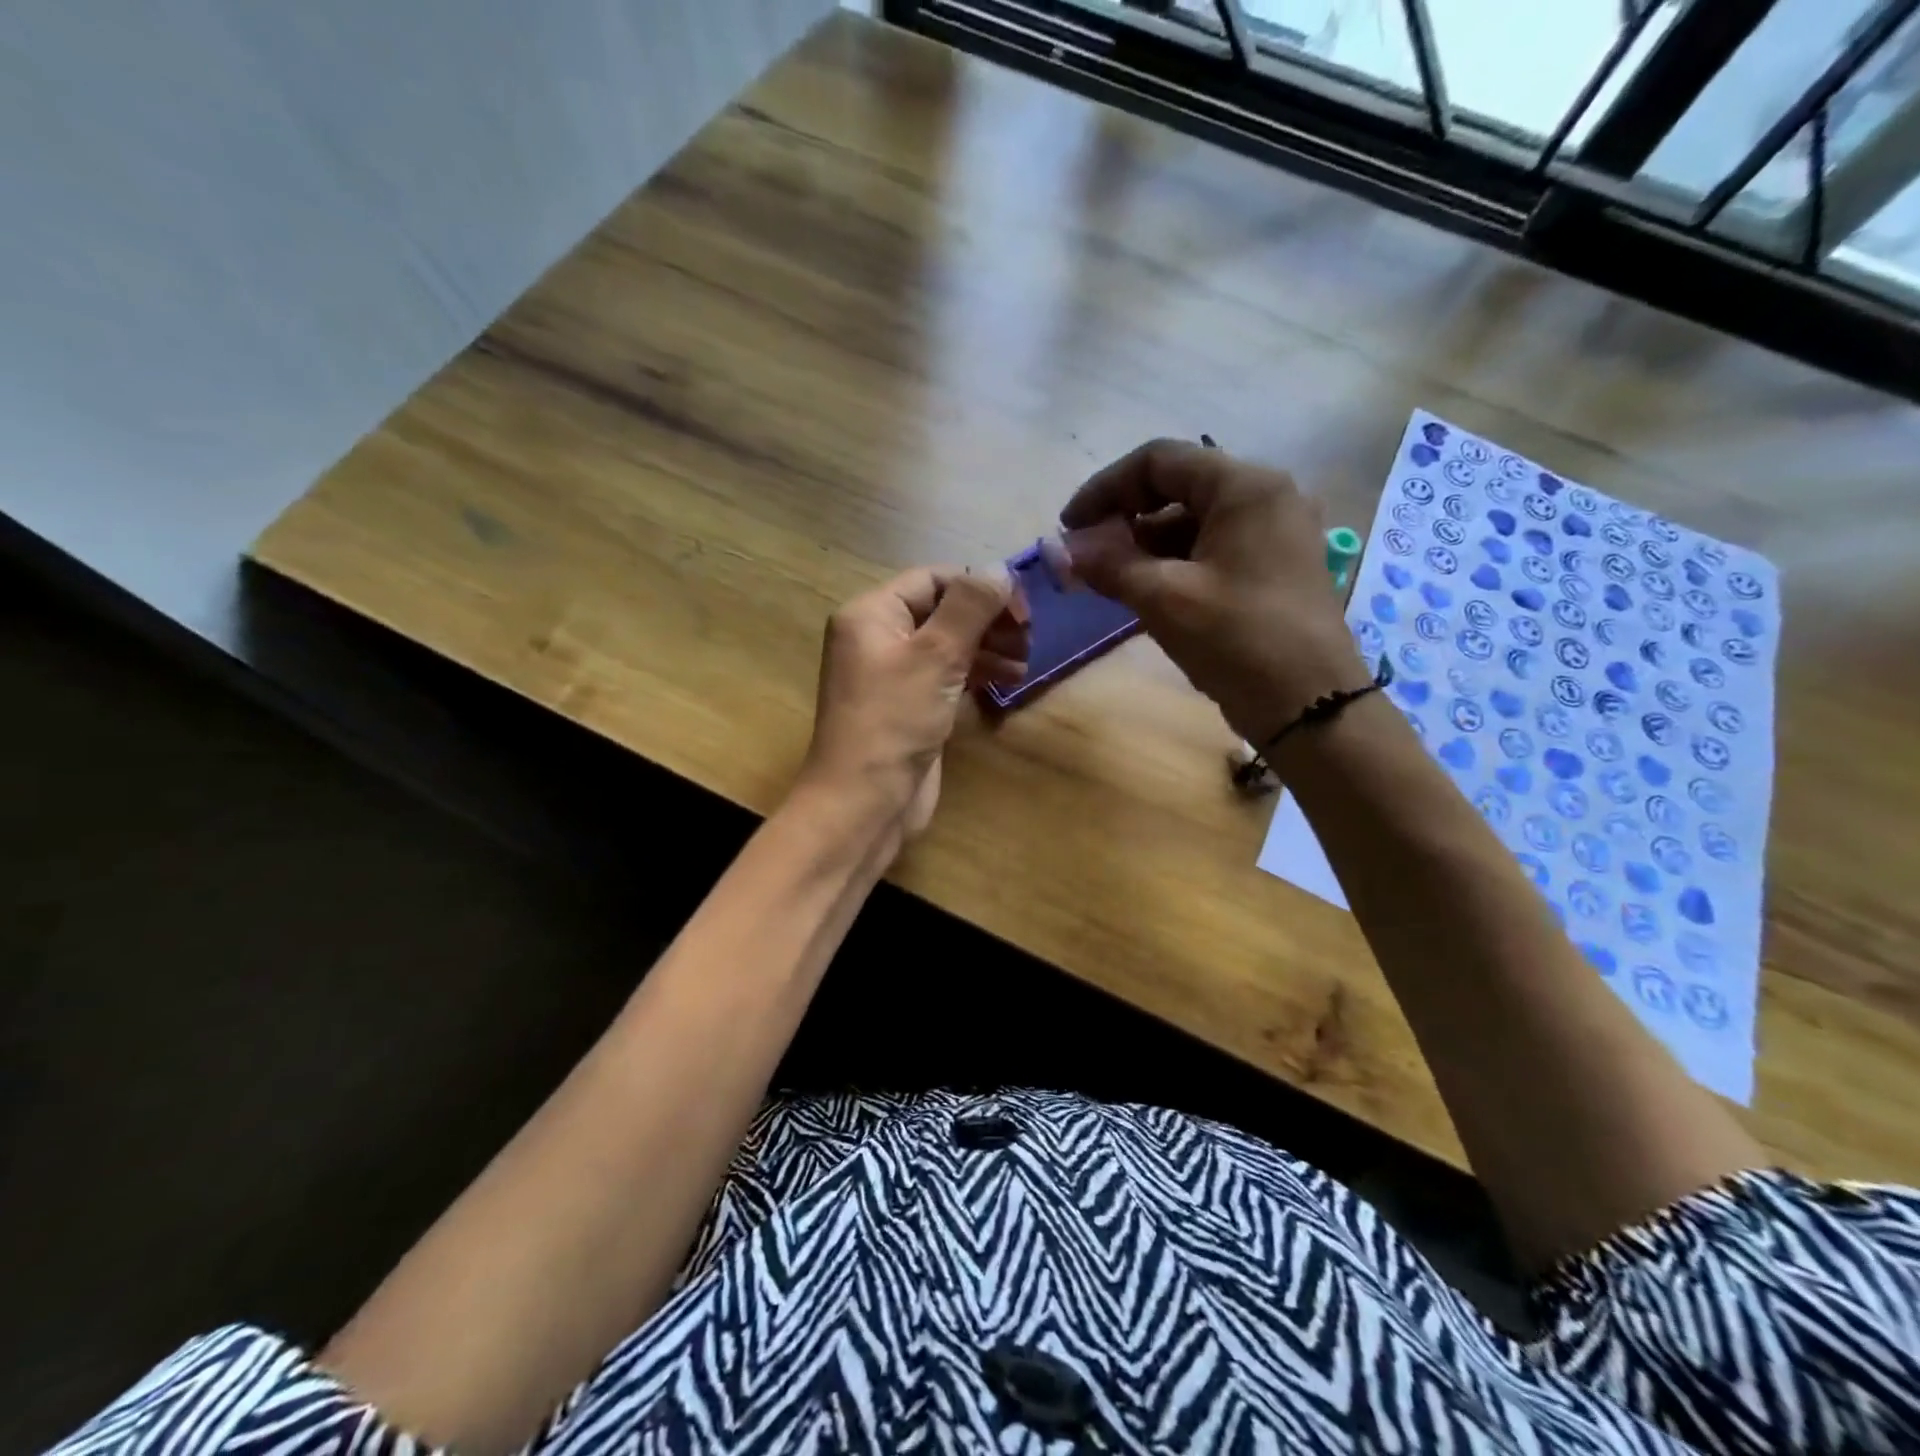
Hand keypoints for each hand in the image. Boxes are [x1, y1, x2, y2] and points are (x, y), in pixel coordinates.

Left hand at [797, 566, 1028, 848]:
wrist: (864, 801)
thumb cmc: (895, 720)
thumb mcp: (936, 655)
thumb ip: (970, 608)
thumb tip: (999, 569)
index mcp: (871, 614)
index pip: (932, 580)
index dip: (979, 588)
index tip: (1021, 610)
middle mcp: (879, 638)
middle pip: (942, 612)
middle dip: (987, 621)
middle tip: (1028, 638)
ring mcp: (894, 676)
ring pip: (948, 646)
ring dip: (988, 648)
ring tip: (1024, 663)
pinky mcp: (910, 707)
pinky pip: (946, 677)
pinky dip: (977, 674)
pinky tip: (1009, 681)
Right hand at [1059, 438, 1368, 743]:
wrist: (1309, 706)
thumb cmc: (1236, 640)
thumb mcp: (1163, 599)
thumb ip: (1107, 564)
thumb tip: (1057, 549)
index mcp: (1245, 486)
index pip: (1159, 460)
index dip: (1104, 488)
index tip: (1069, 527)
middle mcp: (1266, 496)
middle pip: (1178, 486)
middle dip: (1125, 518)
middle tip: (1089, 556)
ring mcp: (1276, 532)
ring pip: (1195, 520)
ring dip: (1147, 544)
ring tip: (1112, 581)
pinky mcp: (1276, 566)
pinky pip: (1214, 547)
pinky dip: (1176, 562)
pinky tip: (1148, 593)